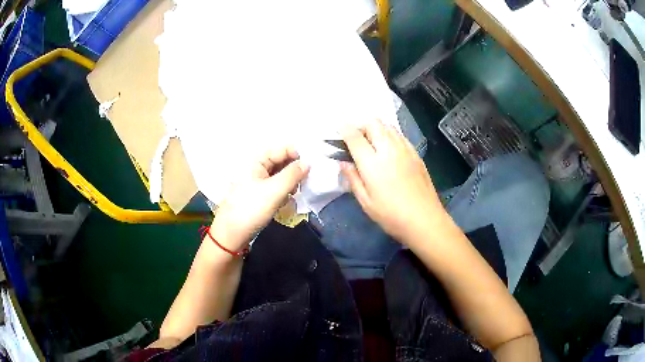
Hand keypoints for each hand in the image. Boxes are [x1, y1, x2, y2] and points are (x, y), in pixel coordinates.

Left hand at [209, 146, 309, 251]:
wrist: (231, 234)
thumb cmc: (251, 209)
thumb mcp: (274, 190)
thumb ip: (292, 175)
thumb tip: (308, 163)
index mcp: (257, 161)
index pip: (282, 149)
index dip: (297, 155)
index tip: (310, 167)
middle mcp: (257, 168)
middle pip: (281, 161)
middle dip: (295, 170)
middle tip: (305, 182)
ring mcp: (257, 182)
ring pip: (280, 175)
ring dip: (290, 182)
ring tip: (295, 193)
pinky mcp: (259, 195)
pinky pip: (276, 187)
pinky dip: (284, 191)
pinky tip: (286, 201)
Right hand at [340, 121, 445, 243]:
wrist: (425, 219)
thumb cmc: (391, 215)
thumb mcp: (365, 201)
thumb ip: (353, 179)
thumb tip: (343, 163)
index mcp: (372, 162)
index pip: (354, 136)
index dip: (344, 129)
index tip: (338, 129)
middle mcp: (389, 149)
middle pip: (373, 123)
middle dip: (361, 125)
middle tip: (355, 138)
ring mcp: (405, 149)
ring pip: (388, 126)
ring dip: (376, 128)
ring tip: (371, 142)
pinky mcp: (416, 153)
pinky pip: (399, 135)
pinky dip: (389, 134)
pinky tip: (388, 149)